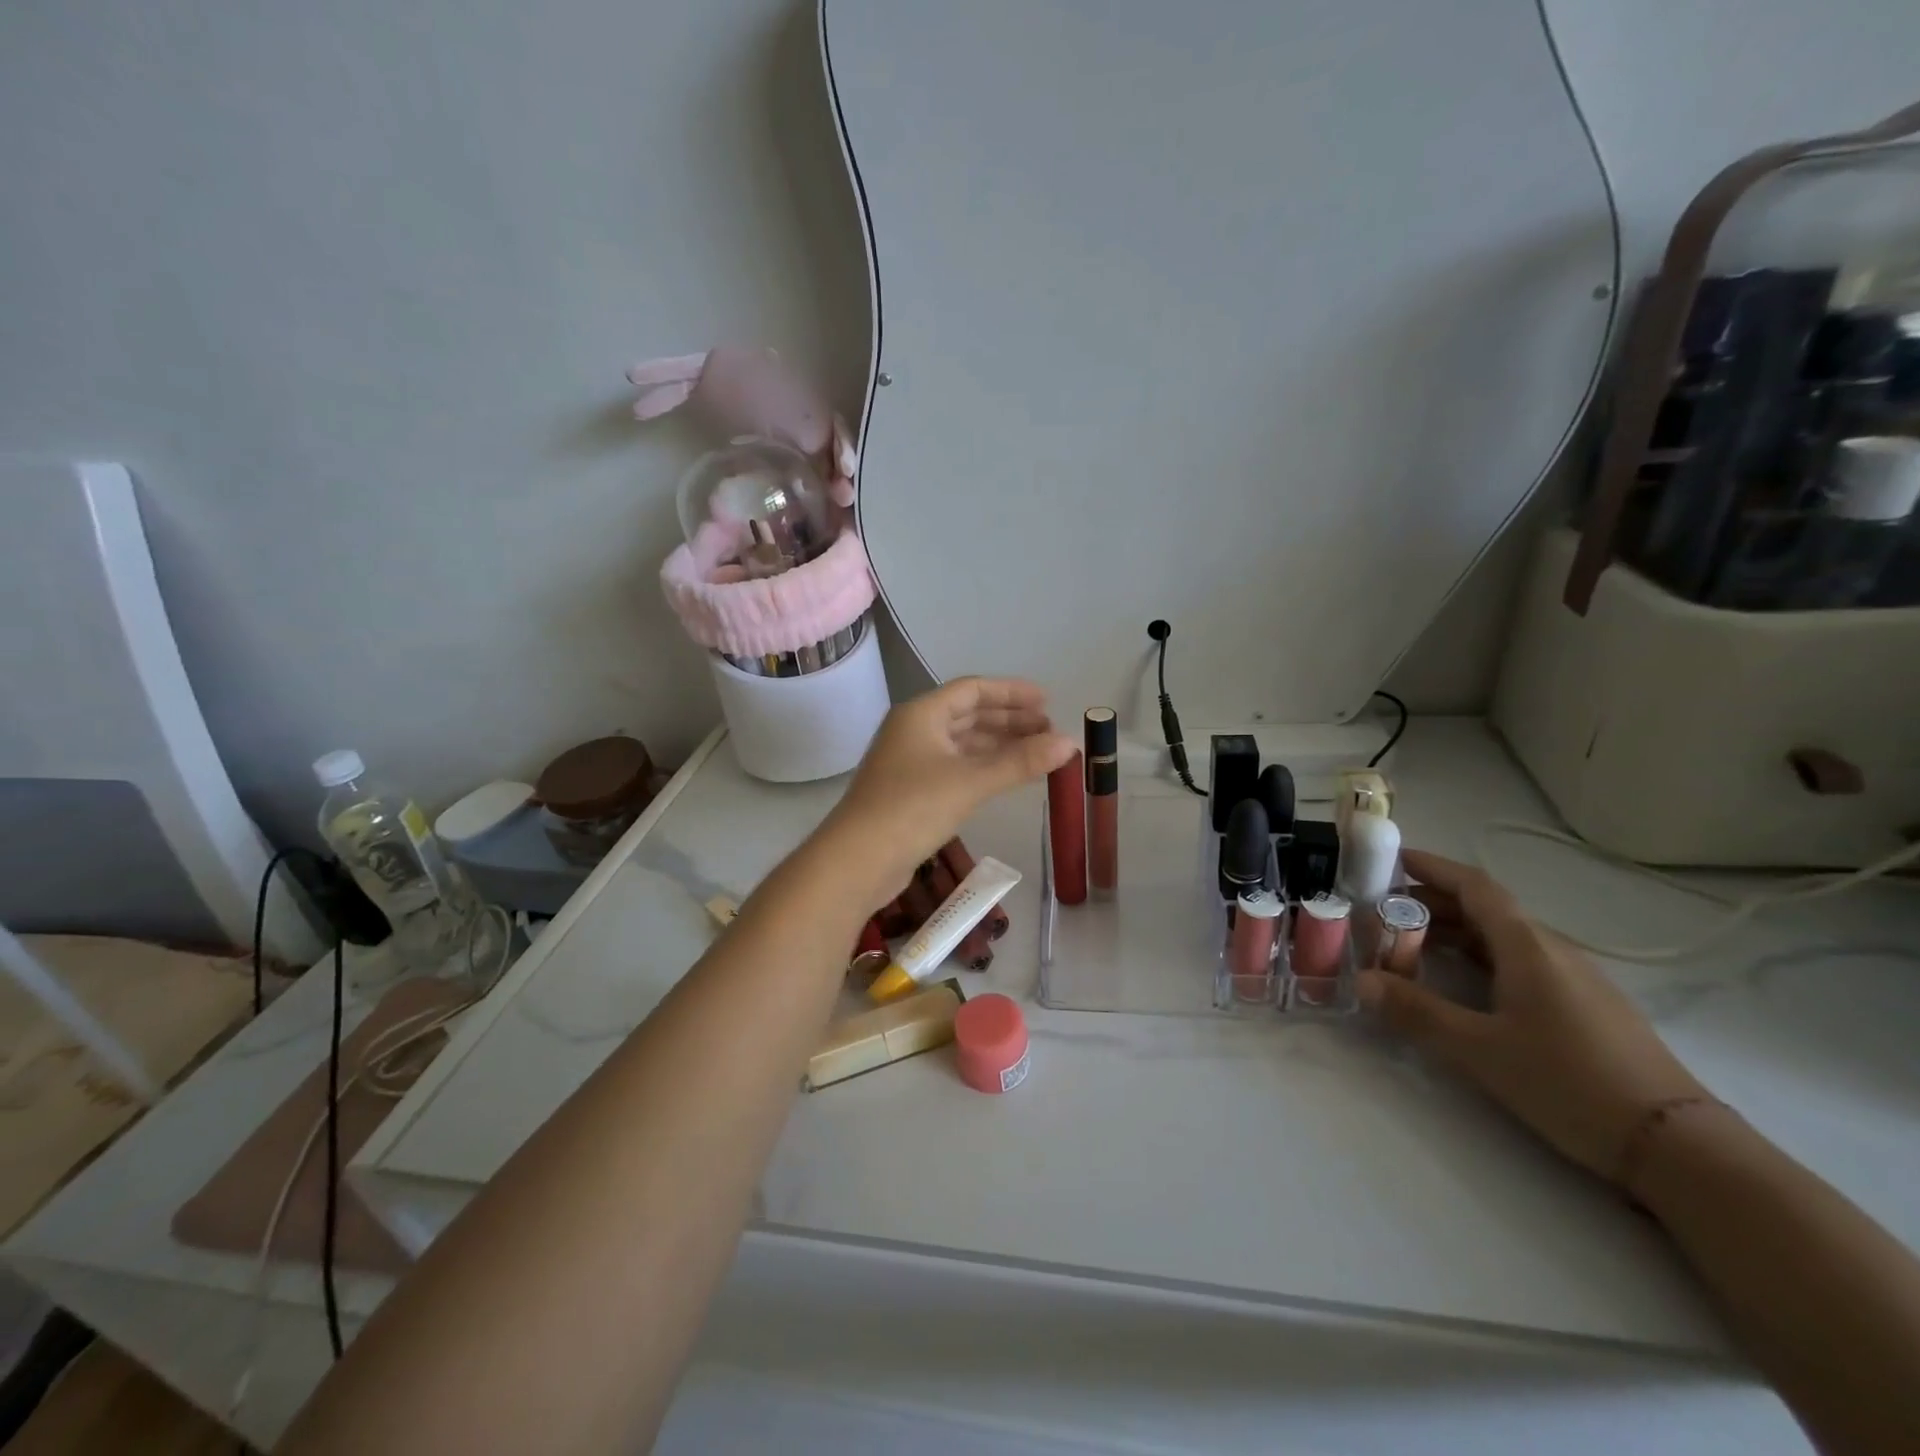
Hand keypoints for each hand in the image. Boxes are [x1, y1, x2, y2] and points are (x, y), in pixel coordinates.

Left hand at [823, 677, 1075, 906]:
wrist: (858, 860)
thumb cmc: (912, 808)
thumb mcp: (971, 782)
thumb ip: (1020, 762)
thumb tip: (1069, 743)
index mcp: (921, 714)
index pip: (972, 689)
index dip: (1011, 692)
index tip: (1046, 701)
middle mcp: (914, 730)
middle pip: (968, 715)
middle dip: (1009, 720)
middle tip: (1049, 730)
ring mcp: (910, 762)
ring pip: (962, 743)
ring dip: (998, 745)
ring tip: (1037, 753)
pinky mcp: (911, 792)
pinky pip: (955, 767)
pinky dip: (983, 767)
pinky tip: (1006, 777)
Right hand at [1357, 849, 1707, 1181]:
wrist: (1676, 1146)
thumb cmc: (1569, 1082)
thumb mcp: (1479, 1049)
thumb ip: (1416, 1012)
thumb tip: (1361, 981)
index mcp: (1527, 947)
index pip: (1475, 887)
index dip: (1433, 867)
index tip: (1394, 858)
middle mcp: (1552, 951)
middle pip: (1487, 910)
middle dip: (1434, 902)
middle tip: (1385, 911)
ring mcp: (1575, 979)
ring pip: (1505, 938)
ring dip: (1457, 931)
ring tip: (1412, 945)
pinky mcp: (1586, 1008)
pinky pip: (1521, 962)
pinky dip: (1481, 957)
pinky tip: (1464, 983)